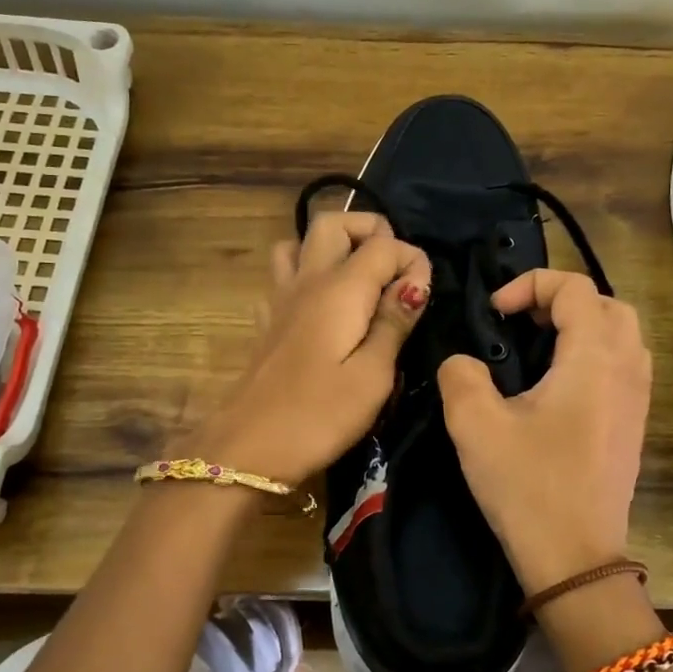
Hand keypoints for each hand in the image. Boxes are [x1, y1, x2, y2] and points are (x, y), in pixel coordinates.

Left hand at [191, 212, 431, 483]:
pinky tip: (320, 307)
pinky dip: (305, 275)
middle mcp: (307, 280)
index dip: (412, 260)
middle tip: (394, 267)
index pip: (383, 244)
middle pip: (332, 222)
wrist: (248, 449)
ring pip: (299, 242)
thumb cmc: (319, 416)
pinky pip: (283, 277)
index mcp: (340, 289)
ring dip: (332, 246)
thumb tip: (415, 280)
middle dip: (369, 230)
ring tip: (358, 278)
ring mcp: (279, 299)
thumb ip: (394, 322)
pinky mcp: (266, 322)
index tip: (424, 296)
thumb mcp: (373, 376)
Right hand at [438, 270, 651, 593]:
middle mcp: (626, 369)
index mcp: (593, 359)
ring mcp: (638, 398)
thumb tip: (463, 361)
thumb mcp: (475, 426)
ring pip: (622, 333)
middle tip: (520, 321)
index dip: (530, 284)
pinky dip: (594, 352)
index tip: (495, 314)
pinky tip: (557, 384)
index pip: (575, 287)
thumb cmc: (528, 487)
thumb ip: (460, 374)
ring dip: (581, 325)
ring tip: (538, 346)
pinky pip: (624, 364)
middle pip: (607, 303)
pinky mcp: (634, 424)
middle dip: (561, 299)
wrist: (575, 559)